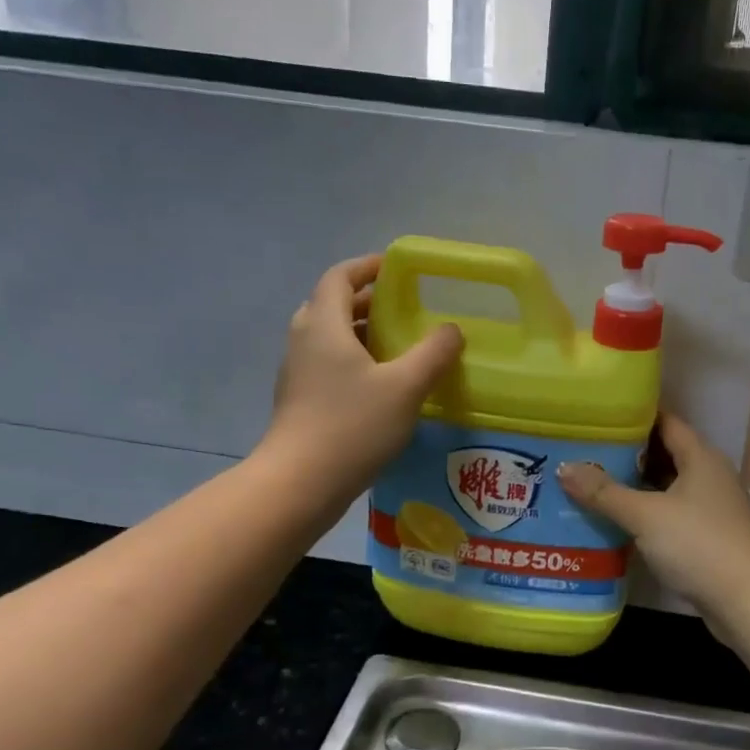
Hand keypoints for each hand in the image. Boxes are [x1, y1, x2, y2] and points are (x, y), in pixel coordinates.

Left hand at [263, 255, 462, 505]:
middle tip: (404, 309)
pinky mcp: (300, 400)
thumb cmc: (353, 426)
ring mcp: (298, 372)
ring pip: (330, 338)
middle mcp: (304, 340)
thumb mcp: (405, 387)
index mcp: (324, 325)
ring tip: (399, 346)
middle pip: (333, 305)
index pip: (340, 277)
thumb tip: (452, 330)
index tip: (396, 268)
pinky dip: (354, 361)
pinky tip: (381, 385)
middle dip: (368, 301)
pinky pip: (328, 365)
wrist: (301, 482)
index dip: (367, 267)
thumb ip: (433, 354)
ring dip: (362, 333)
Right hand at [559, 413, 749, 636]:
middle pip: (665, 454)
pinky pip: (672, 514)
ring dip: (637, 487)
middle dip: (629, 454)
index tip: (600, 416)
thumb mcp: (645, 515)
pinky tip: (619, 521)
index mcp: (701, 457)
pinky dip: (648, 513)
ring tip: (594, 484)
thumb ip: (604, 492)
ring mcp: (712, 507)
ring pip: (668, 487)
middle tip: (587, 451)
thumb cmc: (697, 544)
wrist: (745, 599)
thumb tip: (565, 468)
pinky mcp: (709, 536)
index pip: (666, 422)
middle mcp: (710, 475)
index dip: (634, 417)